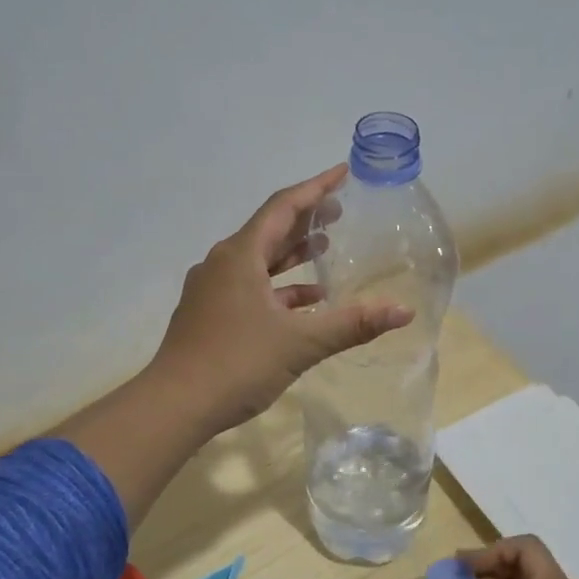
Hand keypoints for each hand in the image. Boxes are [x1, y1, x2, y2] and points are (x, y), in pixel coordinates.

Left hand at [150, 165, 412, 434]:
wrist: (174, 405)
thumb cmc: (237, 364)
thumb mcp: (301, 343)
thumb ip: (353, 324)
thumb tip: (403, 311)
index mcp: (240, 255)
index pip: (283, 206)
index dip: (316, 187)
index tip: (343, 172)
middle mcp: (222, 263)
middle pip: (269, 230)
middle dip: (305, 219)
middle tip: (340, 211)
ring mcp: (211, 289)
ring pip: (258, 260)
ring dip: (291, 254)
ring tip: (325, 249)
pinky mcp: (208, 313)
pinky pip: (249, 287)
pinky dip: (278, 287)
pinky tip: (304, 302)